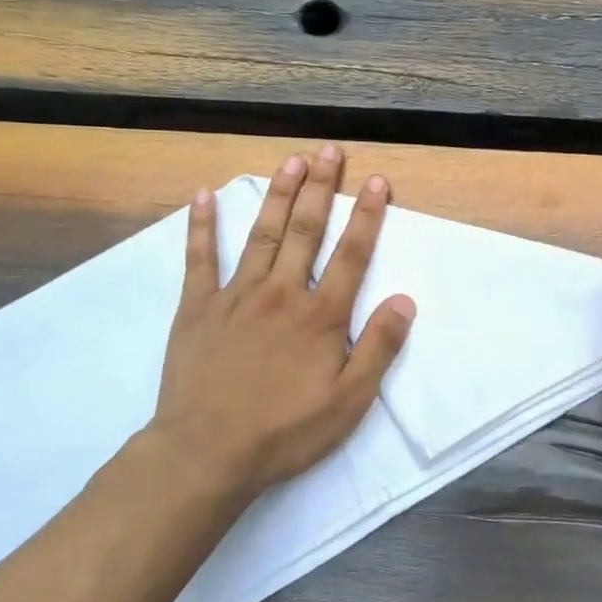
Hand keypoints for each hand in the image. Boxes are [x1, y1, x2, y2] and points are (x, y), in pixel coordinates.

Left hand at [142, 144, 415, 502]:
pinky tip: (203, 196)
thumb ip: (379, 348)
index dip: (366, 216)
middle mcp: (281, 293)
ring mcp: (236, 295)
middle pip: (305, 230)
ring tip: (291, 161)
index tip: (376, 181)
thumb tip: (404, 300)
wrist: (207, 452)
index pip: (351, 254)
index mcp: (320, 315)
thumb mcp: (349, 401)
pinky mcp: (197, 307)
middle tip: (329, 150)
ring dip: (278, 194)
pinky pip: (199, 259)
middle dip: (321, 188)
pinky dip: (201, 226)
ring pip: (261, 234)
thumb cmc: (286, 431)